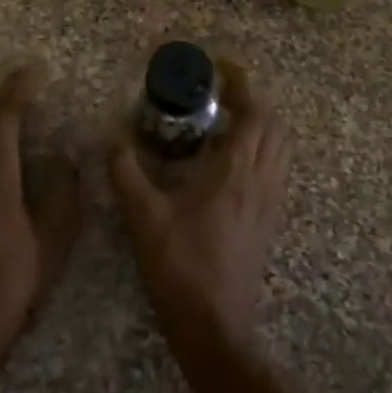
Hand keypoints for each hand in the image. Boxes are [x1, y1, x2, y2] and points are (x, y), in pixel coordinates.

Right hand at [110, 62, 288, 346]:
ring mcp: (270, 203)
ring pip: (280, 148)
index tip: (222, 66)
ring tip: (230, 117)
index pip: (254, 113)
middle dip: (254, 98)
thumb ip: (125, 172)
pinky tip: (234, 159)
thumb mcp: (142, 216)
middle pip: (275, 126)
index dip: (243, 83)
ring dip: (263, 123)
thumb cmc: (179, 265)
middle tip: (222, 89)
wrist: (214, 326)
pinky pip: (277, 170)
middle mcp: (261, 182)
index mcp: (235, 173)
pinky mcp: (269, 222)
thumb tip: (111, 138)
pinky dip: (264, 149)